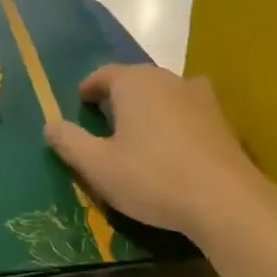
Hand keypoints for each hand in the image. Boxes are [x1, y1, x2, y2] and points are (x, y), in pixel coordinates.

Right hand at [43, 65, 276, 242]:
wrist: (226, 202)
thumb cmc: (153, 178)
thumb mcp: (98, 166)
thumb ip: (70, 142)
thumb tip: (50, 125)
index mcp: (134, 83)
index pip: (104, 74)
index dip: (89, 87)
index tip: (81, 103)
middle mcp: (167, 79)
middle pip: (136, 79)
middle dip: (119, 95)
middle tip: (106, 120)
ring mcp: (200, 97)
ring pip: (165, 93)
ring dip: (150, 105)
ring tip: (141, 130)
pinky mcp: (222, 121)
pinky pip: (189, 110)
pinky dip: (177, 118)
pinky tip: (176, 143)